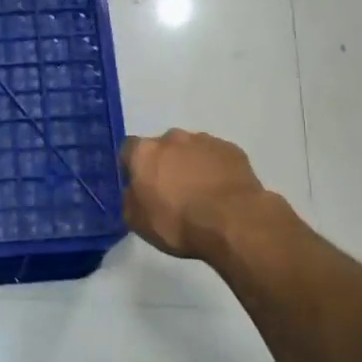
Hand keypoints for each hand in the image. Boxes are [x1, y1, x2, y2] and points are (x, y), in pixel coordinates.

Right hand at [121, 130, 270, 261]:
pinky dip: (215, 170)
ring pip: (191, 150)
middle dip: (165, 164)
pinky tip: (220, 192)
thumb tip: (134, 191)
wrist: (233, 222)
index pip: (129, 150)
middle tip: (171, 191)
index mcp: (144, 152)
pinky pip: (216, 157)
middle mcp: (172, 138)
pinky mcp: (232, 150)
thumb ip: (130, 199)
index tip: (140, 186)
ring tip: (200, 193)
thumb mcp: (137, 222)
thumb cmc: (178, 223)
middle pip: (162, 147)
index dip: (133, 167)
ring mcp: (205, 141)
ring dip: (191, 165)